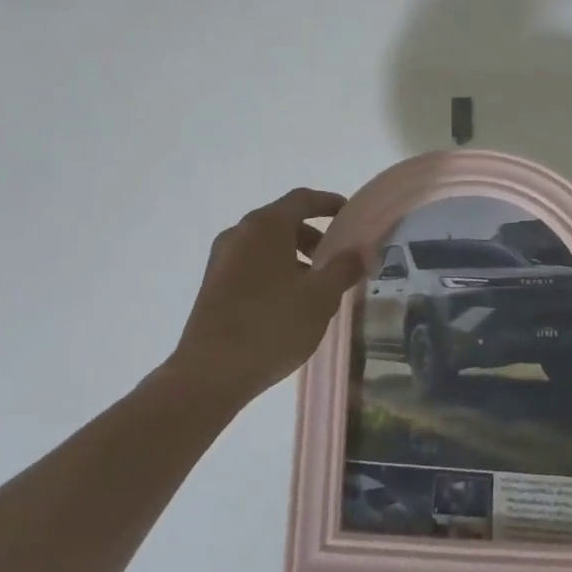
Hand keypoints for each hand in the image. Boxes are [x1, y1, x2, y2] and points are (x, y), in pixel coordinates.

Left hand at [168, 187, 364, 405]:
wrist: (210, 372)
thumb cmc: (271, 325)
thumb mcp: (320, 297)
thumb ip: (344, 268)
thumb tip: (361, 250)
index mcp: (264, 226)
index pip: (302, 199)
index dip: (329, 203)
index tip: (351, 216)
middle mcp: (239, 234)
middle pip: (283, 222)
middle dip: (314, 237)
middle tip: (338, 261)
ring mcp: (222, 260)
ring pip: (267, 247)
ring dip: (295, 258)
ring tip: (317, 290)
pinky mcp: (213, 286)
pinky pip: (252, 266)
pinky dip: (275, 273)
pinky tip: (289, 306)